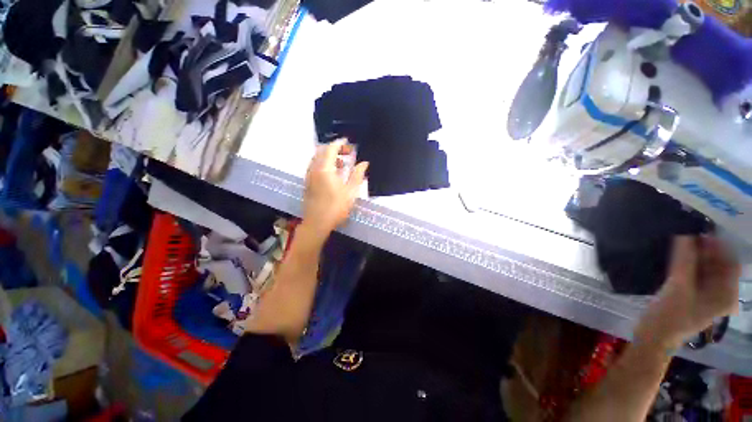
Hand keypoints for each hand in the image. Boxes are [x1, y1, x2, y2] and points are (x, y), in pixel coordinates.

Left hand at [303, 139, 368, 237]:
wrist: (317, 223)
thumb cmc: (336, 207)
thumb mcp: (351, 191)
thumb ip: (357, 175)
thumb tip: (364, 163)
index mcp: (325, 169)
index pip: (331, 148)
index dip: (340, 143)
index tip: (349, 142)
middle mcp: (314, 169)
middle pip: (322, 151)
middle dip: (335, 148)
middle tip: (347, 152)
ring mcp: (309, 176)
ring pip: (317, 158)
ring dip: (329, 156)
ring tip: (342, 163)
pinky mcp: (307, 183)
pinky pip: (314, 166)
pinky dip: (324, 164)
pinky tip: (333, 173)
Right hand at [636, 236, 739, 348]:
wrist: (654, 336)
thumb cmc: (671, 315)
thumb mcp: (678, 287)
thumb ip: (683, 260)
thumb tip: (684, 233)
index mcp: (727, 294)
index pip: (730, 261)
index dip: (718, 245)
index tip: (699, 232)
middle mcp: (722, 293)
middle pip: (718, 264)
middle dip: (705, 249)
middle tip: (686, 236)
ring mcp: (707, 295)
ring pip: (706, 268)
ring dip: (695, 255)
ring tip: (679, 244)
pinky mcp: (693, 294)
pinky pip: (695, 273)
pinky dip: (687, 263)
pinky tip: (675, 258)